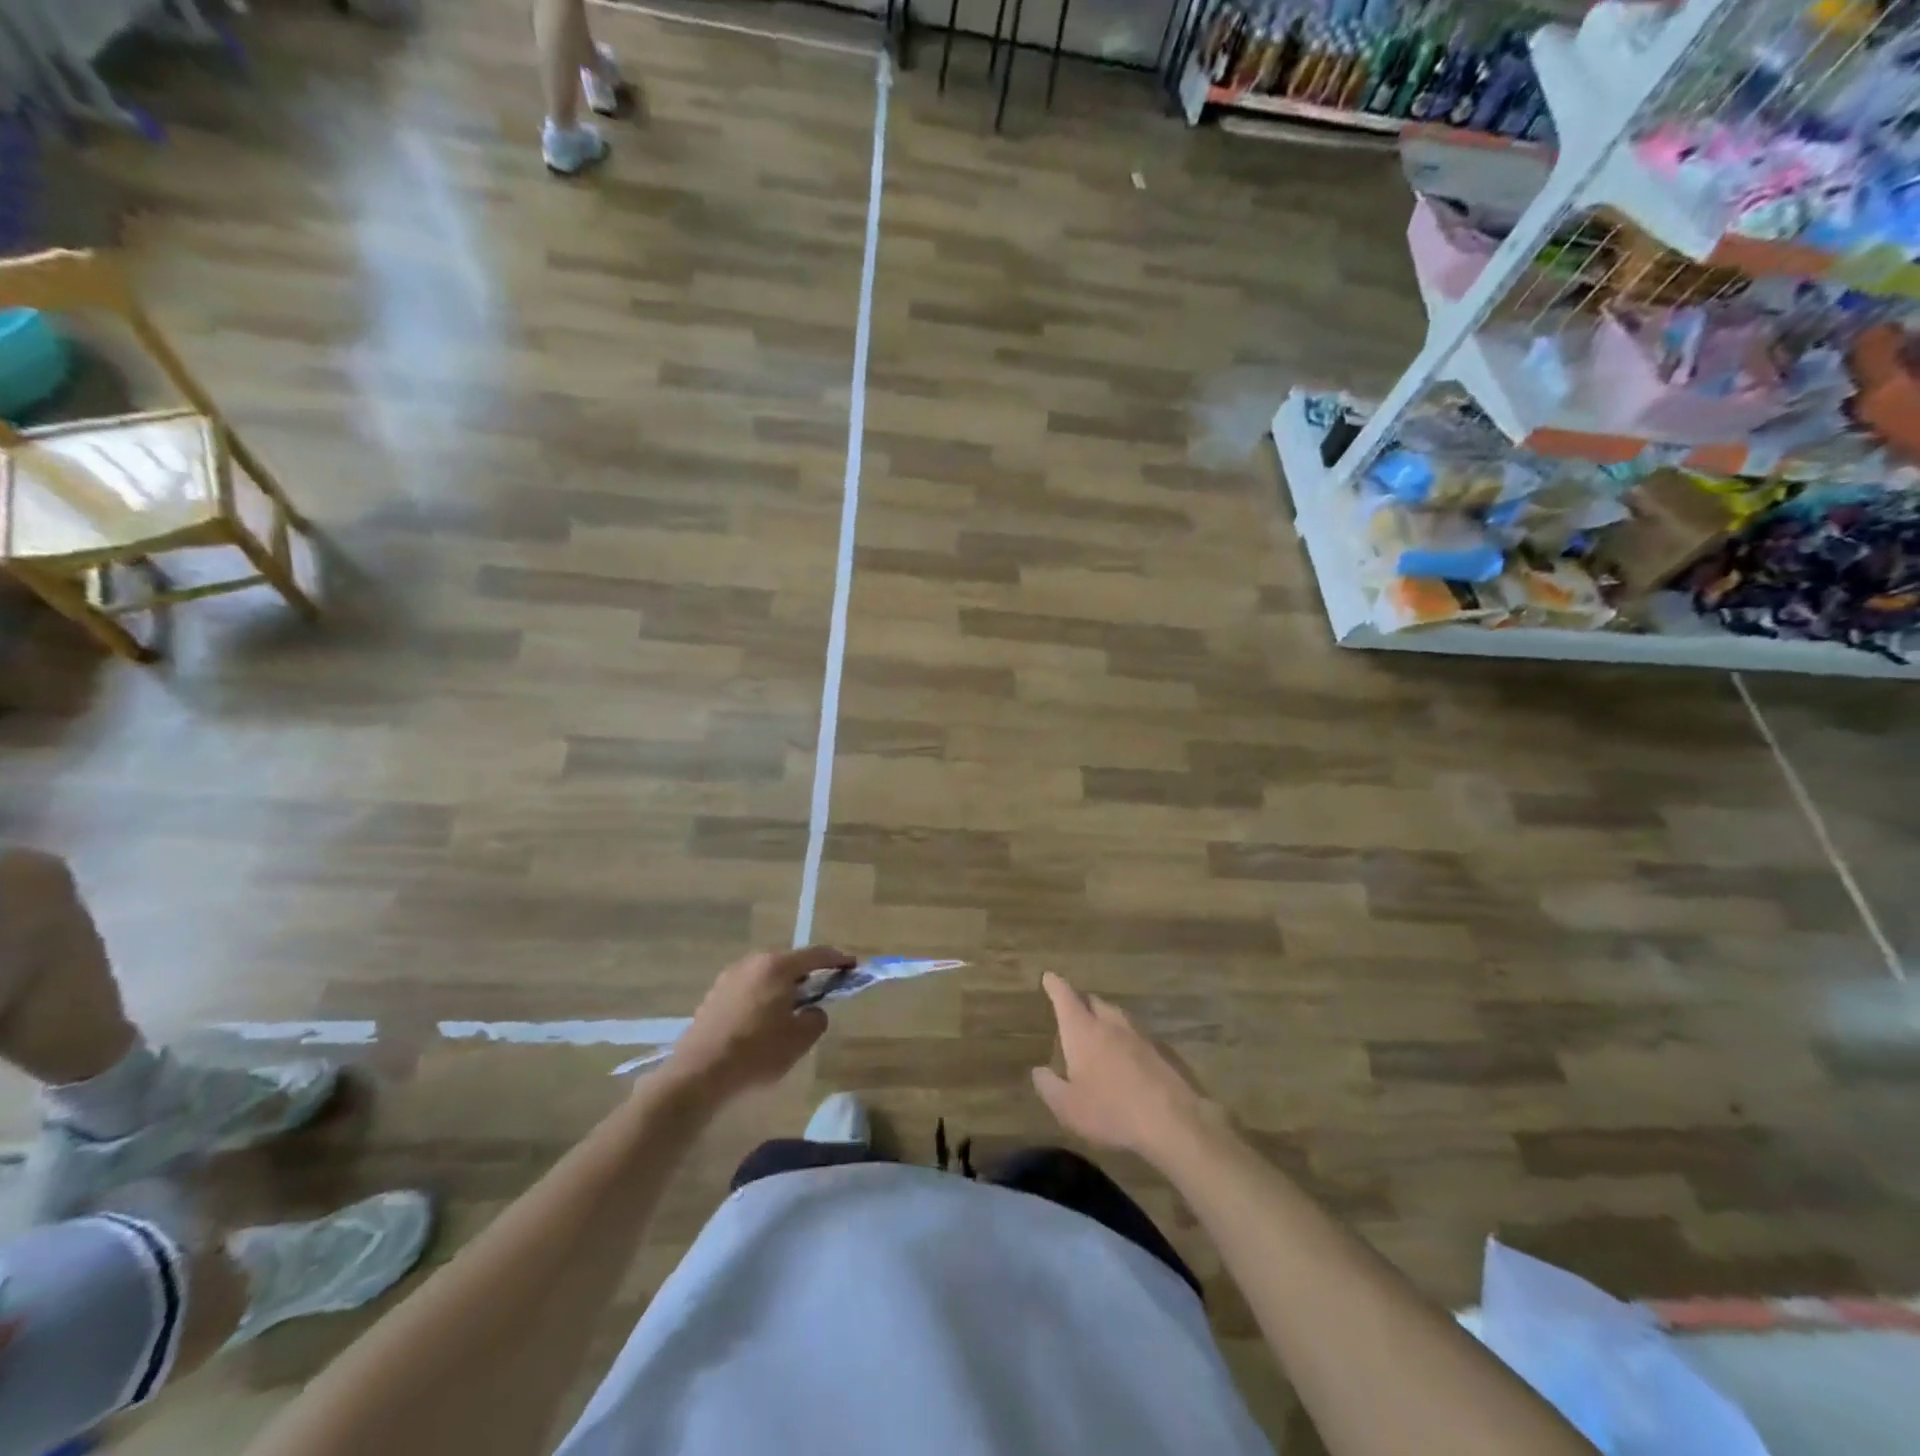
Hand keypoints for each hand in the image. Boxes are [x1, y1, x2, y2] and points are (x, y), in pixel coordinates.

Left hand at [665, 946, 852, 1099]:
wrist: (699, 1073)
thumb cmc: (757, 1051)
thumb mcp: (800, 1038)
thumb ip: (816, 1018)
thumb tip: (813, 1011)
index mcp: (778, 966)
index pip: (816, 955)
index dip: (838, 960)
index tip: (852, 966)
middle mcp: (753, 962)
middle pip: (789, 963)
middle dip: (807, 976)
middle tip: (821, 994)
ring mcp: (729, 977)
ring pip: (767, 976)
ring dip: (782, 988)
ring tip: (791, 1012)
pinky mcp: (713, 996)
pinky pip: (749, 990)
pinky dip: (762, 999)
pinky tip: (763, 1023)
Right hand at [1032, 972, 1221, 1163]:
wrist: (1172, 1121)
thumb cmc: (1110, 1111)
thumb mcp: (1067, 1107)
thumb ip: (1049, 1086)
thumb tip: (1039, 1071)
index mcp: (1083, 1031)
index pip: (1065, 997)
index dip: (1055, 985)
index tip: (1049, 976)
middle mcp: (1111, 1024)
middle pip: (1094, 1001)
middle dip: (1081, 1001)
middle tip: (1073, 1008)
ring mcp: (1139, 1035)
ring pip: (1117, 1016)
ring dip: (1105, 1018)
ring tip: (1098, 1030)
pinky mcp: (1162, 1052)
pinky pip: (1136, 1036)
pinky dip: (1125, 1039)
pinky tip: (1126, 1056)